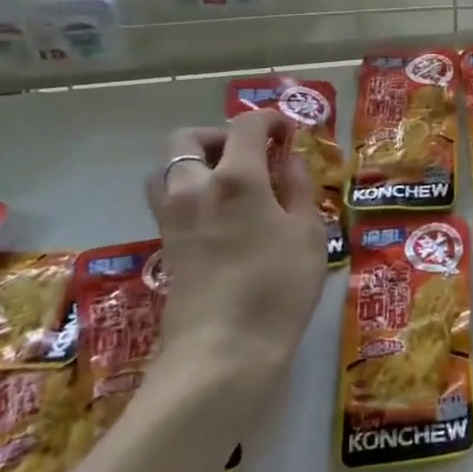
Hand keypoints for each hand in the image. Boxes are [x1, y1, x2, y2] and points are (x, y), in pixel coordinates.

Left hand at [147, 110, 326, 387]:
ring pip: (167, 170)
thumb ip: (297, 188)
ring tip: (232, 183)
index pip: (246, 125)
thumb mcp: (308, 232)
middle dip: (219, 135)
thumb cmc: (278, 287)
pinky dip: (191, 193)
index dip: (269, 119)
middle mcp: (194, 189)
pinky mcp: (165, 246)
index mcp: (235, 178)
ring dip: (195, 163)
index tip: (288, 130)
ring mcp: (172, 219)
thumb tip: (288, 160)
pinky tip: (223, 216)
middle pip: (186, 139)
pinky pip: (169, 201)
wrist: (224, 352)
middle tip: (250, 153)